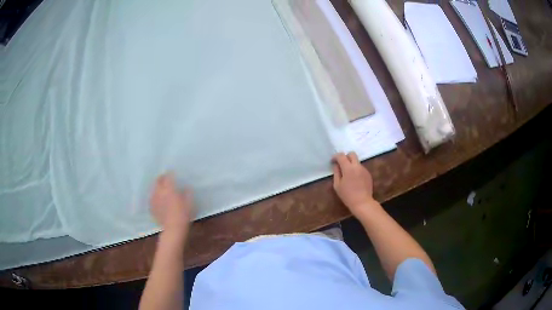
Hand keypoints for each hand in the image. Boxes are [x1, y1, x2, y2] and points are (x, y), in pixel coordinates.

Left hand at [150, 173, 194, 235]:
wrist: (173, 229)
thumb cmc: (183, 215)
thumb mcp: (189, 203)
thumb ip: (187, 193)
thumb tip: (186, 188)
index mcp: (169, 188)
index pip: (168, 176)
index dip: (170, 173)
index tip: (172, 172)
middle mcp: (160, 191)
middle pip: (158, 180)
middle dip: (161, 178)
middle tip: (165, 178)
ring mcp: (154, 199)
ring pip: (154, 189)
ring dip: (158, 187)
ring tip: (161, 189)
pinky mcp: (151, 207)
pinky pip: (152, 198)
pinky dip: (155, 197)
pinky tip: (158, 200)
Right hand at [332, 152, 376, 216]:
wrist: (362, 202)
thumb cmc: (347, 195)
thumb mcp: (337, 185)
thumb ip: (336, 173)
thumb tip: (336, 165)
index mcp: (348, 168)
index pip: (341, 156)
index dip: (336, 156)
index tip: (333, 161)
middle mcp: (357, 166)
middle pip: (352, 154)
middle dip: (345, 157)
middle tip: (341, 165)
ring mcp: (364, 169)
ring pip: (357, 161)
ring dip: (351, 164)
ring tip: (348, 175)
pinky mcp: (368, 174)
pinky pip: (361, 168)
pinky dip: (356, 170)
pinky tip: (355, 180)